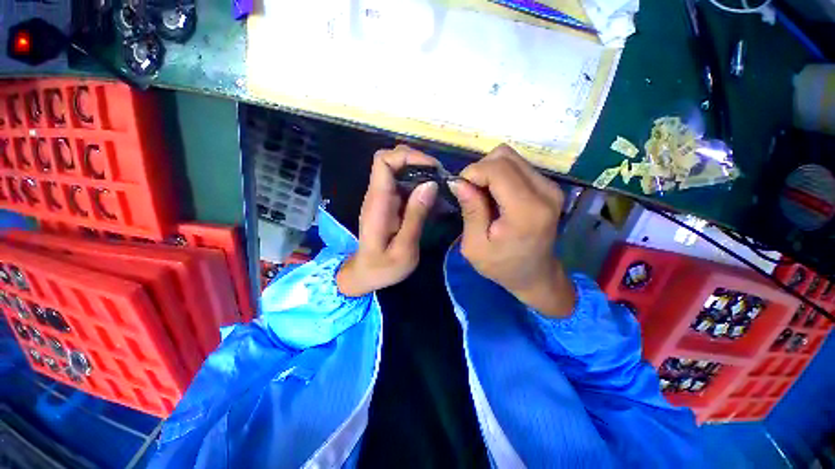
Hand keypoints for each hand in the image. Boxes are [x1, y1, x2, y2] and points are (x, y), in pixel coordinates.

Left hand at [336, 145, 438, 296]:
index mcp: (378, 202)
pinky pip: (404, 185)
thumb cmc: (382, 267)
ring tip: (442, 187)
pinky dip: (420, 185)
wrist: (365, 275)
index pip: (383, 161)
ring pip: (400, 171)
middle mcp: (378, 195)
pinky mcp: (389, 204)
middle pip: (392, 160)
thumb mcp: (404, 248)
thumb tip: (430, 184)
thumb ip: (416, 216)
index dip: (407, 156)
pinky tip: (434, 198)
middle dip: (419, 162)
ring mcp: (383, 198)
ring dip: (422, 173)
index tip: (432, 168)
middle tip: (442, 177)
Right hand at [450, 144, 574, 316]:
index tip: (460, 188)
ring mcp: (550, 187)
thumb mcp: (475, 246)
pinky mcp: (549, 186)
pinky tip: (495, 195)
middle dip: (480, 169)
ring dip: (489, 171)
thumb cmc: (502, 266)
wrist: (536, 275)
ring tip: (483, 195)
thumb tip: (458, 181)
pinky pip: (518, 165)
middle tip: (471, 192)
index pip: (497, 168)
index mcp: (526, 211)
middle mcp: (544, 192)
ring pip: (511, 157)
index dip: (472, 172)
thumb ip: (470, 210)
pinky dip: (500, 174)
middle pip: (504, 156)